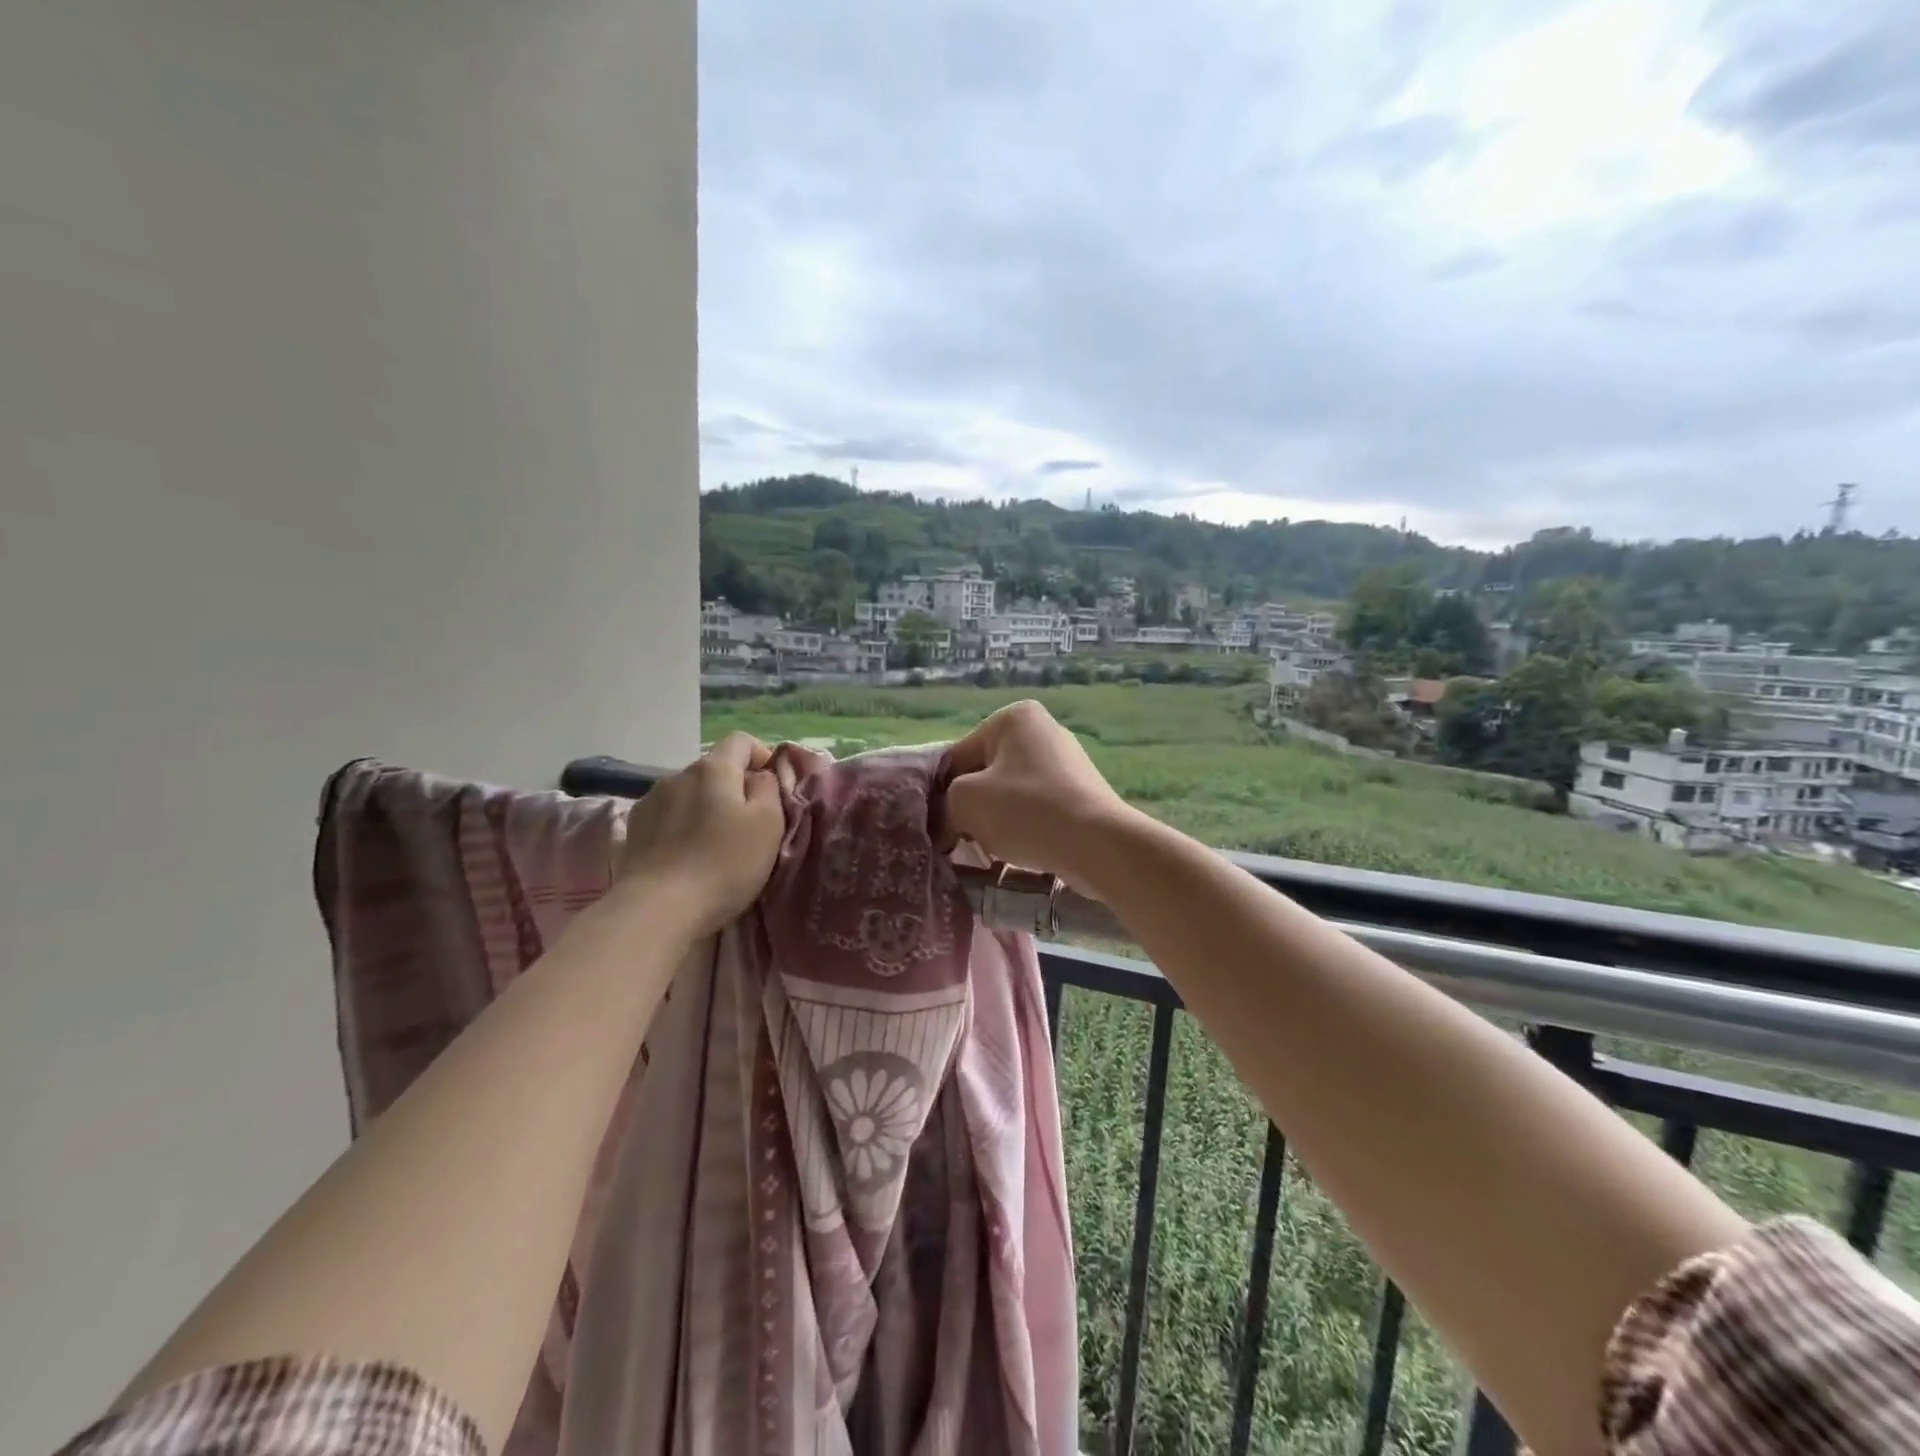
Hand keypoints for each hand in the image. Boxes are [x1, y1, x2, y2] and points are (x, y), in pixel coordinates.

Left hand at [617, 733, 783, 934]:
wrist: (658, 909)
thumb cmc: (724, 863)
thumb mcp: (768, 824)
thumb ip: (769, 788)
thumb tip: (759, 776)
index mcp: (713, 768)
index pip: (741, 740)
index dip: (761, 757)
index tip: (771, 789)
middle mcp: (678, 775)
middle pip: (714, 769)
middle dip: (733, 788)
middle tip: (748, 826)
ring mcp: (650, 801)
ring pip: (689, 793)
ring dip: (704, 808)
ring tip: (713, 844)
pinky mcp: (633, 830)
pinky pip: (667, 816)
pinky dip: (681, 827)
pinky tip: (685, 856)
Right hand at [945, 700, 1133, 888]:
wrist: (1098, 845)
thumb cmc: (1026, 811)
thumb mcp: (965, 801)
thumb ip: (944, 804)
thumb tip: (947, 820)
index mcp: (1013, 717)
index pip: (957, 756)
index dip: (942, 793)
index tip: (940, 826)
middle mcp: (1043, 730)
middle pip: (985, 773)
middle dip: (971, 807)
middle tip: (963, 839)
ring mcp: (1066, 761)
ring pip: (1009, 794)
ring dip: (995, 821)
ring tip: (994, 848)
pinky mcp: (1081, 792)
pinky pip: (1037, 808)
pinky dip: (1024, 827)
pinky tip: (1021, 850)